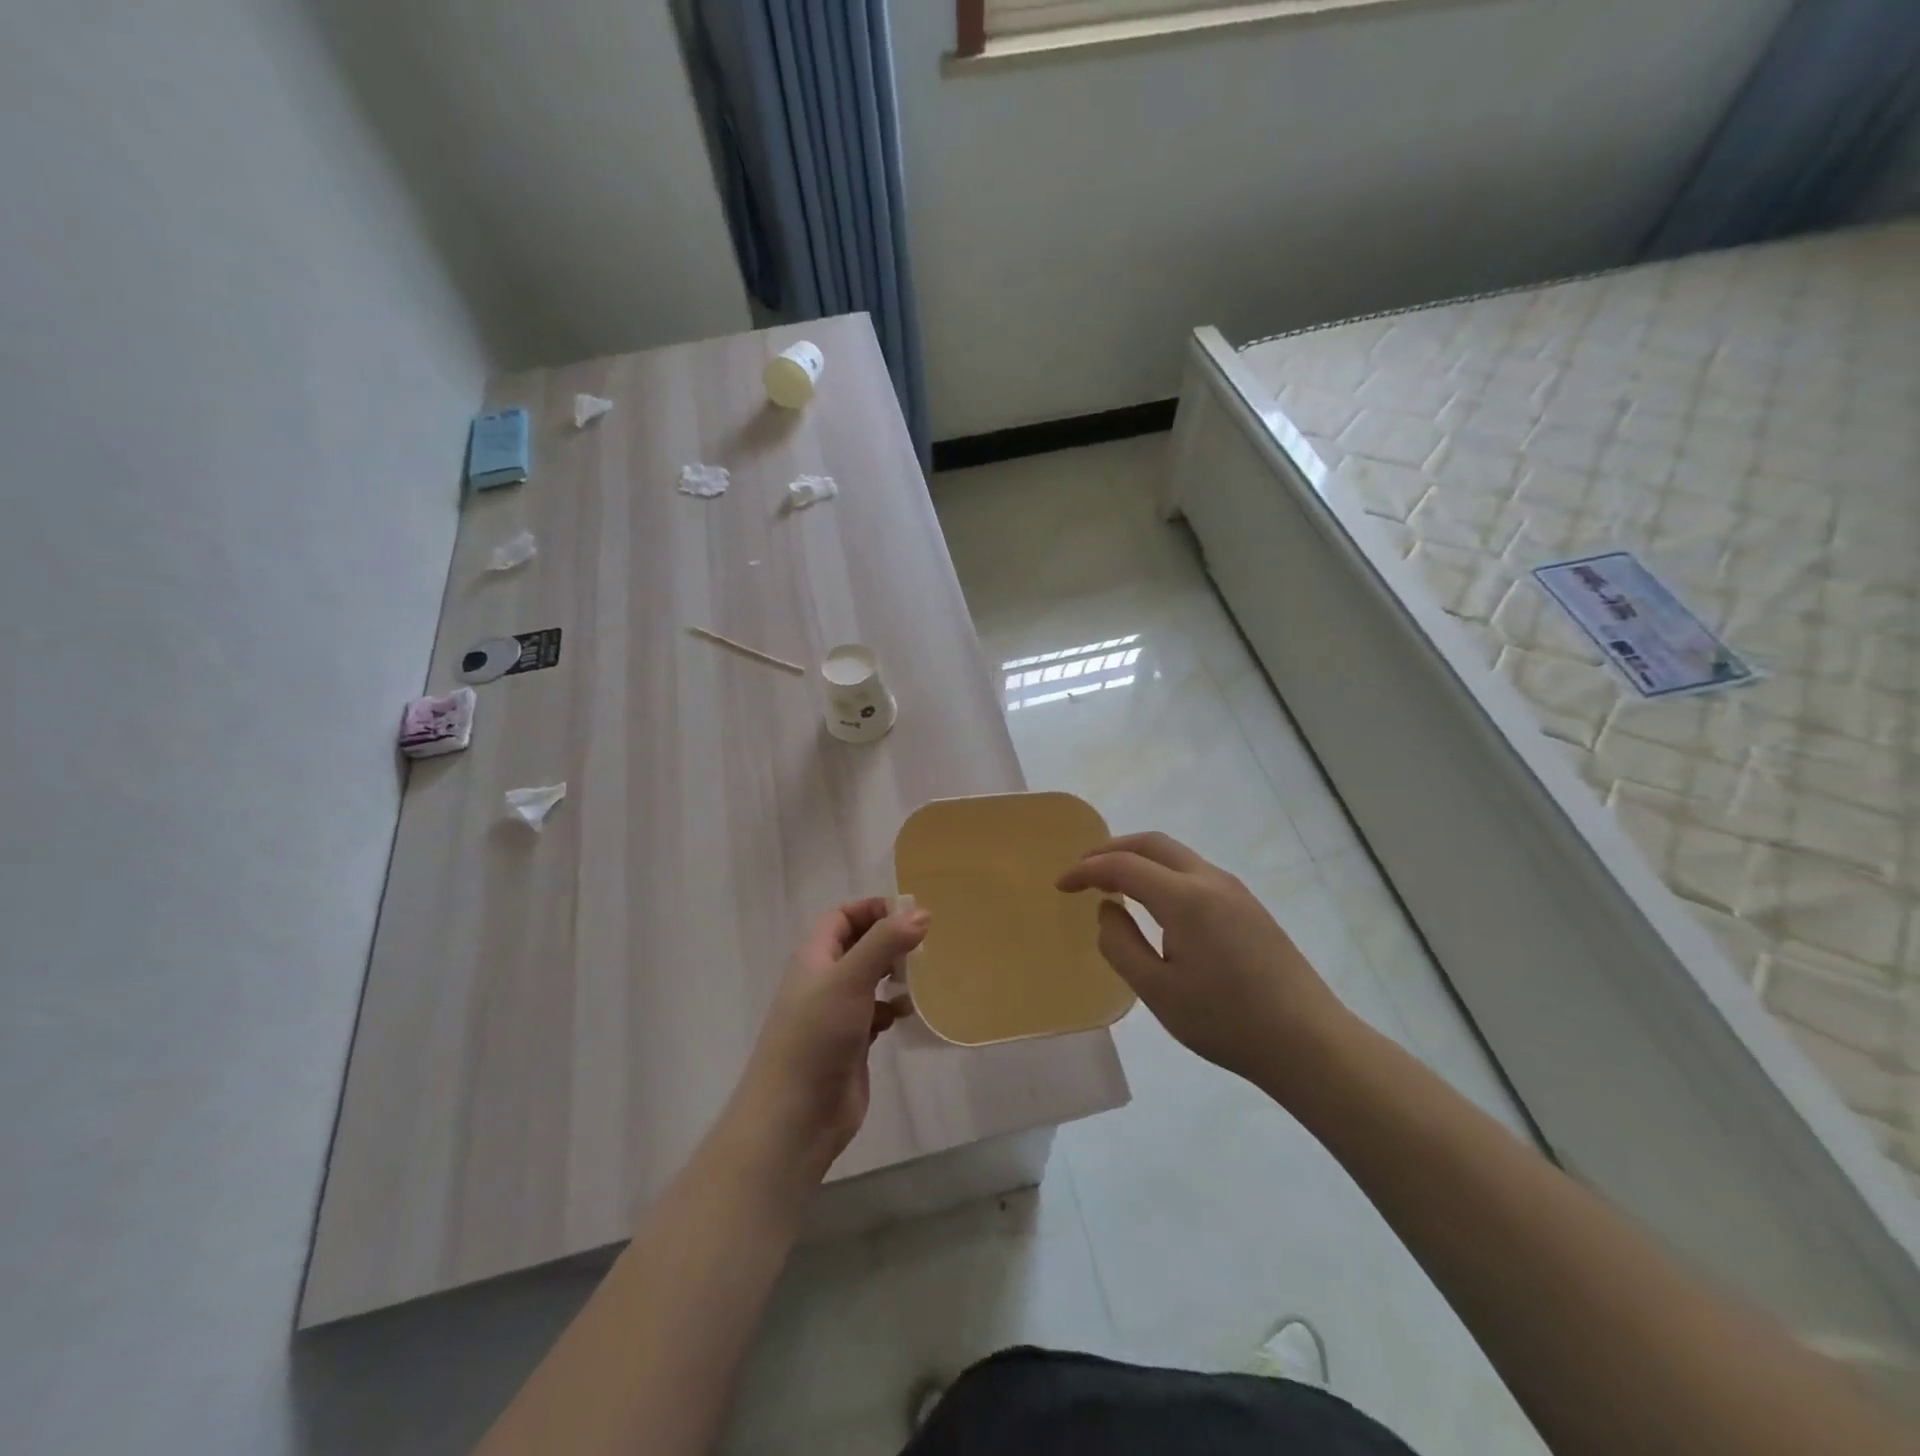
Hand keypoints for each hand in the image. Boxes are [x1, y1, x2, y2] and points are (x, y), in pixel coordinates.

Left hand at [724, 899, 929, 1193]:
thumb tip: (921, 912)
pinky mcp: (852, 1045)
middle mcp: (824, 981)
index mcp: (814, 958)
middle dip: (889, 940)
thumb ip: (884, 943)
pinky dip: (894, 1008)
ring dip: (895, 974)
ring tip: (927, 974)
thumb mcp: (849, 979)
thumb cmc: (816, 1037)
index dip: (871, 908)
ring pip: (870, 981)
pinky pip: (877, 1015)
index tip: (909, 910)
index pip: (841, 917)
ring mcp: (837, 1015)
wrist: (794, 1118)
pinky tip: (913, 1012)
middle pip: (858, 946)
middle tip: (927, 941)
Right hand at [1056, 833, 1349, 1088]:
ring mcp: (1235, 891)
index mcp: (1185, 898)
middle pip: (1152, 844)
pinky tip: (1155, 902)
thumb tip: (1108, 910)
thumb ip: (1121, 944)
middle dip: (1111, 849)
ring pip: (1176, 855)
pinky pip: (1194, 872)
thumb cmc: (1226, 1021)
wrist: (1308, 1042)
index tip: (1060, 886)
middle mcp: (1210, 880)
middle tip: (1083, 870)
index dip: (1086, 871)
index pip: (1123, 866)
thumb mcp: (1158, 991)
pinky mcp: (1249, 907)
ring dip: (1139, 858)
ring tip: (1113, 883)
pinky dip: (1162, 873)